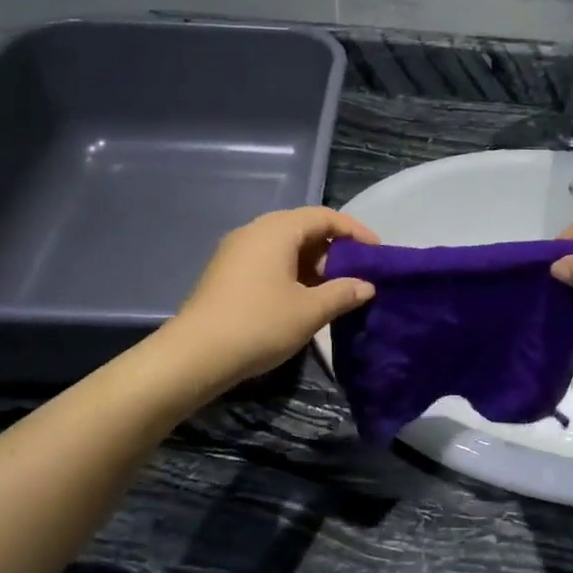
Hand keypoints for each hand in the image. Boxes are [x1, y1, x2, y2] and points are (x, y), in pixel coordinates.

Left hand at [172, 208, 378, 384]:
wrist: (195, 355)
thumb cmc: (259, 324)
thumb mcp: (310, 311)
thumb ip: (343, 293)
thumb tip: (366, 286)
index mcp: (277, 230)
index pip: (324, 217)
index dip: (355, 231)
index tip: (377, 253)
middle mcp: (255, 231)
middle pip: (304, 228)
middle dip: (335, 249)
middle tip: (357, 274)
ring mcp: (236, 251)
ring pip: (285, 246)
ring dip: (314, 263)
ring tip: (334, 290)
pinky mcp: (227, 272)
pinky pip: (269, 260)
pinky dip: (292, 272)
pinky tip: (303, 298)